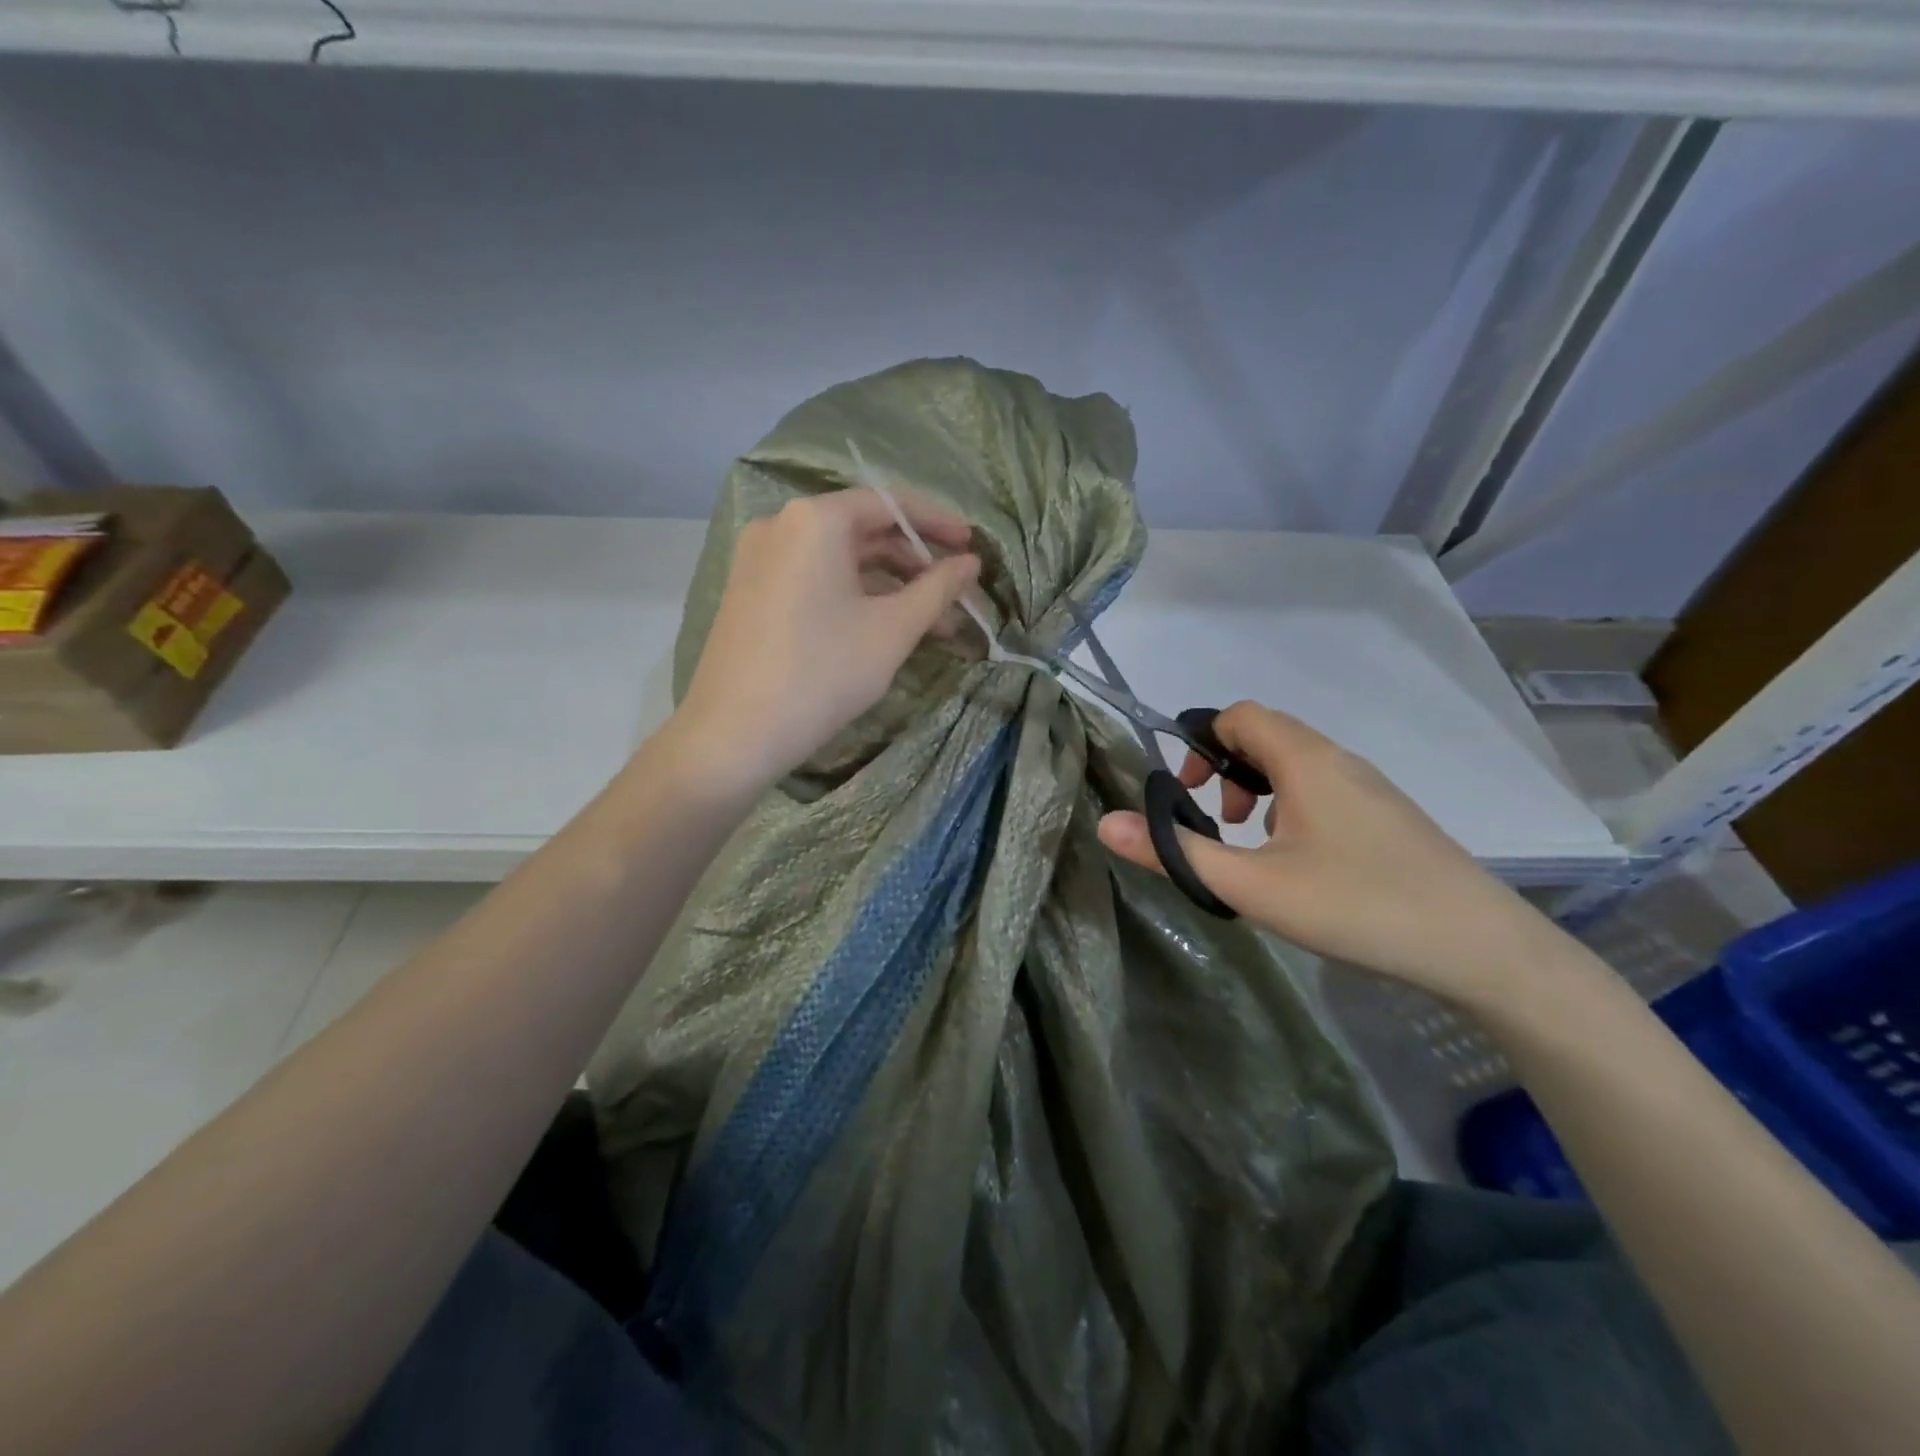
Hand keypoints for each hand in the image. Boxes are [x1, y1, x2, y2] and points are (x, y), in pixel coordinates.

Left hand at [671, 489, 981, 792]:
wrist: (734, 734)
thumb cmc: (822, 673)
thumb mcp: (892, 630)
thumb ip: (938, 588)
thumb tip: (971, 563)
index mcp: (816, 520)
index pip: (890, 504)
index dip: (938, 524)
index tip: (972, 546)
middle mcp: (781, 525)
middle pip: (864, 531)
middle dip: (916, 564)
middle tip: (956, 596)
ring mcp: (760, 559)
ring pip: (841, 562)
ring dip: (890, 588)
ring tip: (934, 626)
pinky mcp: (752, 592)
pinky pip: (816, 580)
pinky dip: (855, 597)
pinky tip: (885, 629)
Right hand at [1097, 701, 1554, 1006]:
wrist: (1481, 947)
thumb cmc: (1357, 905)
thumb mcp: (1252, 886)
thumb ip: (1176, 852)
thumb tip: (1106, 822)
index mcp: (1305, 760)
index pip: (1239, 715)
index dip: (1200, 740)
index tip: (1184, 789)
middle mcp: (1339, 760)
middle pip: (1266, 735)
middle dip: (1225, 768)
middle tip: (1214, 821)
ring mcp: (1370, 787)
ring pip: (1295, 764)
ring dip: (1256, 789)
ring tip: (1250, 844)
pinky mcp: (1388, 816)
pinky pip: (1323, 787)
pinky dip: (1290, 805)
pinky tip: (1297, 861)